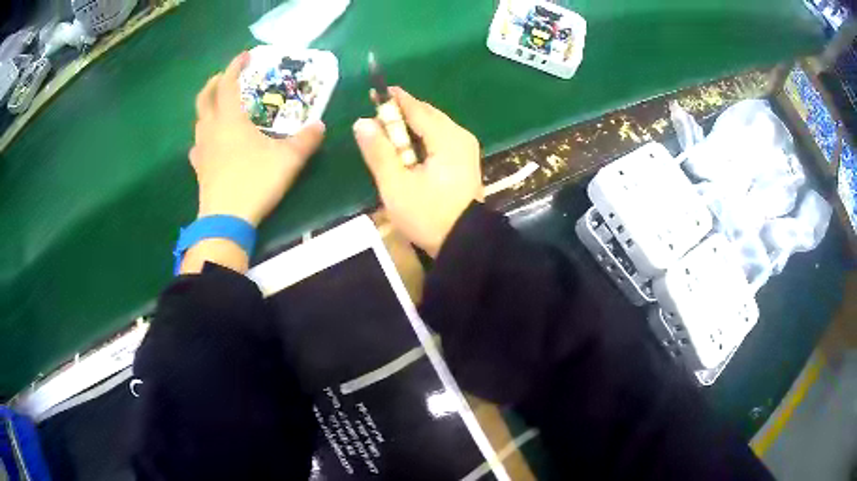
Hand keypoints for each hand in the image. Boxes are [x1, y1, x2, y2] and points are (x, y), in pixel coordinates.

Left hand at [190, 52, 324, 226]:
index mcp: (230, 119)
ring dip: (207, 107)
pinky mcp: (199, 169)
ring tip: (218, 107)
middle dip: (214, 83)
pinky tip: (210, 143)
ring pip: (198, 120)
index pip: (227, 83)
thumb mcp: (289, 159)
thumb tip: (320, 126)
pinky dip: (203, 137)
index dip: (234, 66)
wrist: (226, 220)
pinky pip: (197, 146)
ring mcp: (202, 150)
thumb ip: (306, 140)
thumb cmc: (255, 181)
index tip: (245, 55)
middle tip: (224, 77)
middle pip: (204, 98)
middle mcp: (212, 129)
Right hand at [354, 87, 483, 256]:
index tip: (373, 92)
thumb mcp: (396, 186)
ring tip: (385, 135)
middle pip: (426, 115)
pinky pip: (437, 139)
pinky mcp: (463, 161)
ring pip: (431, 127)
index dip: (393, 99)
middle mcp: (460, 136)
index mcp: (447, 138)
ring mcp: (465, 149)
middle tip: (374, 119)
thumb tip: (362, 122)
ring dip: (408, 128)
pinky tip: (404, 151)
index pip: (416, 108)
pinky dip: (419, 139)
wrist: (463, 245)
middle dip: (400, 114)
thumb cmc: (428, 216)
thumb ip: (378, 152)